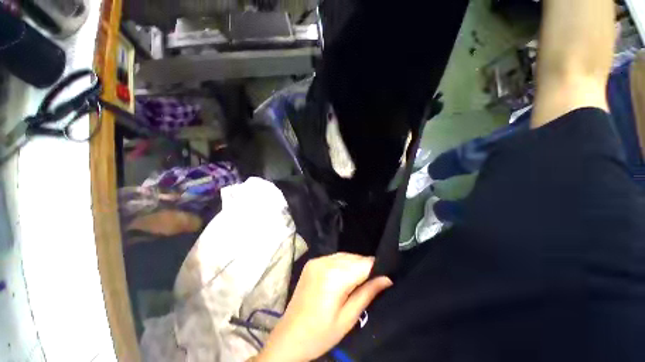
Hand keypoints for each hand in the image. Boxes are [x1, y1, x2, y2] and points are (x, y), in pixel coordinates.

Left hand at [256, 253, 392, 361]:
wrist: (289, 336)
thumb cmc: (320, 334)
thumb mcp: (348, 318)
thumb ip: (368, 294)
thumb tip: (387, 279)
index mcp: (334, 277)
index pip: (363, 264)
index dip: (376, 268)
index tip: (385, 275)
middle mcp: (324, 262)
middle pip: (353, 258)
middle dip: (365, 266)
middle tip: (374, 281)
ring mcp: (316, 260)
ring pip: (344, 256)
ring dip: (354, 264)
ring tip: (360, 279)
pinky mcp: (312, 262)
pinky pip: (334, 257)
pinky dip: (343, 263)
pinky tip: (345, 276)